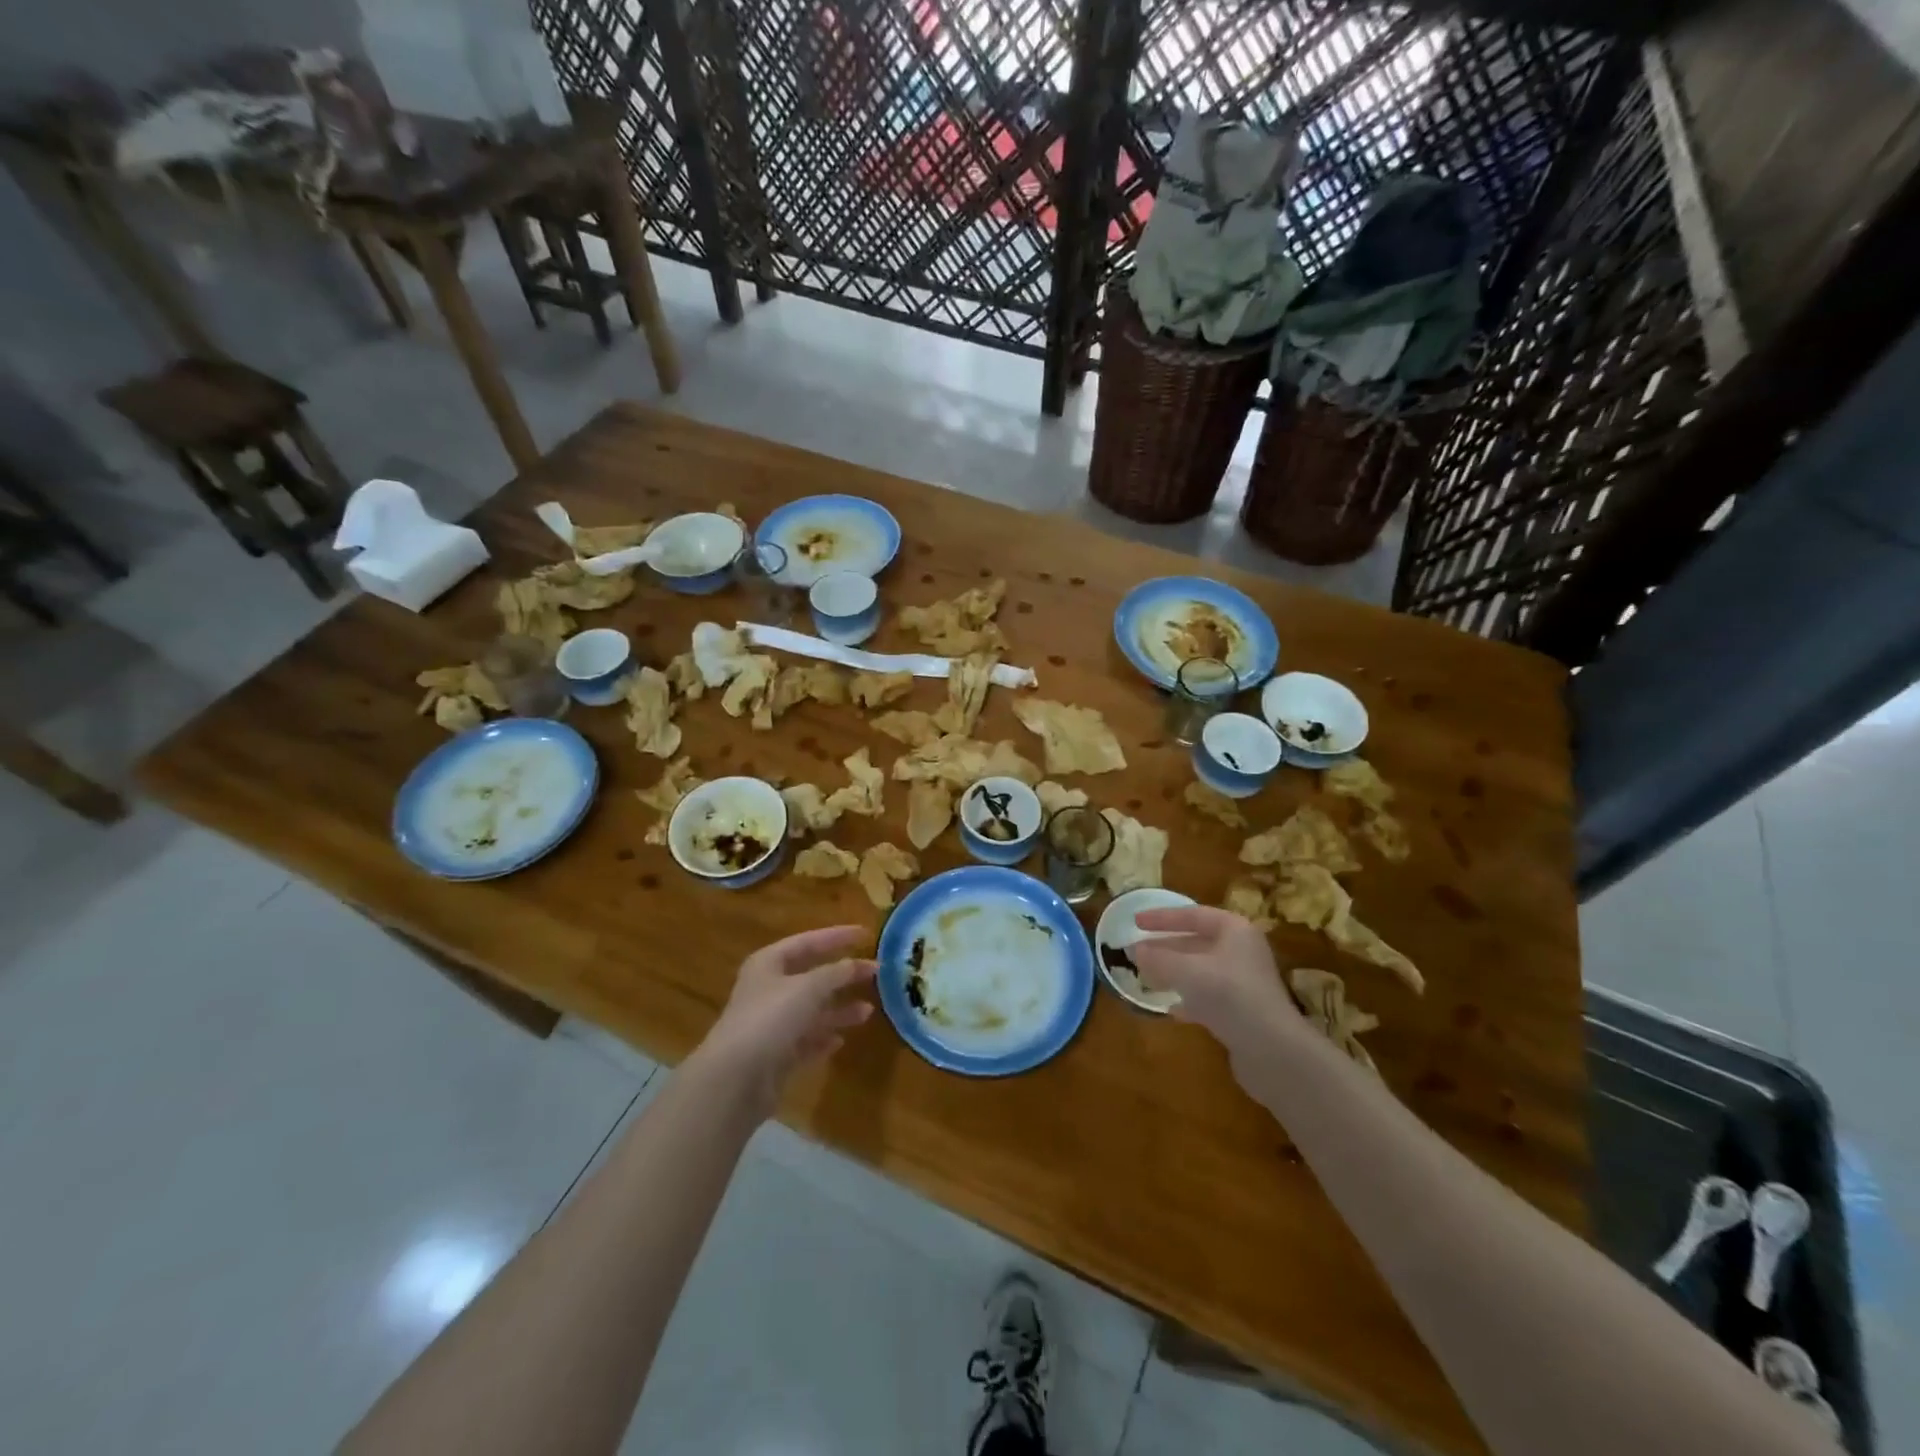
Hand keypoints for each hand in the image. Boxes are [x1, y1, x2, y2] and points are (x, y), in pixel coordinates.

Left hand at [695, 926, 876, 1114]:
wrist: (735, 1079)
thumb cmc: (770, 1018)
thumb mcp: (809, 987)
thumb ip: (837, 973)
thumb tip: (863, 963)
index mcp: (769, 963)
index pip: (808, 941)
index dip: (838, 936)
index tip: (867, 934)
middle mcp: (768, 990)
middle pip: (812, 976)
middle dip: (842, 976)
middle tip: (874, 973)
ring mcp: (771, 1024)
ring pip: (812, 1011)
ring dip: (839, 1010)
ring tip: (868, 1011)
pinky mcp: (776, 1056)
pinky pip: (806, 1041)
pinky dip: (823, 1038)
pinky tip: (841, 1040)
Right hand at [1131, 906, 1304, 1078]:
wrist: (1273, 1051)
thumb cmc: (1229, 996)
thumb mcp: (1186, 971)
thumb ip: (1158, 958)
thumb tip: (1134, 950)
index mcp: (1234, 930)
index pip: (1193, 914)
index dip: (1162, 917)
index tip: (1135, 921)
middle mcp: (1242, 951)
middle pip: (1197, 942)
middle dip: (1166, 948)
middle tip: (1137, 952)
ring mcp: (1244, 983)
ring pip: (1200, 970)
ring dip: (1174, 973)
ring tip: (1146, 978)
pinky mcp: (1243, 1012)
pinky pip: (1208, 997)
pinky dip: (1188, 999)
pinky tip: (1171, 1009)